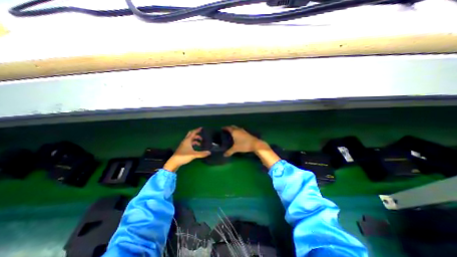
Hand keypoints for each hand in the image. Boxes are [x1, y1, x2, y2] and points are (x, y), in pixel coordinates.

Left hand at [164, 127, 210, 172]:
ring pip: (190, 140)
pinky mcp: (183, 148)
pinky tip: (196, 148)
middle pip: (191, 135)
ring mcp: (184, 145)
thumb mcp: (194, 155)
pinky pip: (189, 143)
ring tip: (201, 144)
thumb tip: (209, 152)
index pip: (193, 133)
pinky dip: (193, 144)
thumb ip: (202, 153)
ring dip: (195, 140)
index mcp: (187, 140)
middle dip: (197, 135)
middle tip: (202, 137)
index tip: (202, 128)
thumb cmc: (183, 156)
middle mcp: (185, 141)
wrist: (174, 162)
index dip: (197, 130)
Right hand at [223, 125, 262, 156]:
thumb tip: (224, 155)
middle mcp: (238, 129)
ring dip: (234, 129)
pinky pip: (240, 130)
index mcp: (234, 131)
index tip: (222, 128)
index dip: (225, 128)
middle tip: (226, 131)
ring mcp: (243, 130)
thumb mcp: (235, 149)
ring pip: (237, 128)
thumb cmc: (244, 145)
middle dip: (229, 128)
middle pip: (233, 126)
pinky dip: (238, 131)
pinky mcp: (247, 133)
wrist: (255, 144)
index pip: (228, 128)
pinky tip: (238, 136)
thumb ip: (229, 151)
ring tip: (231, 133)